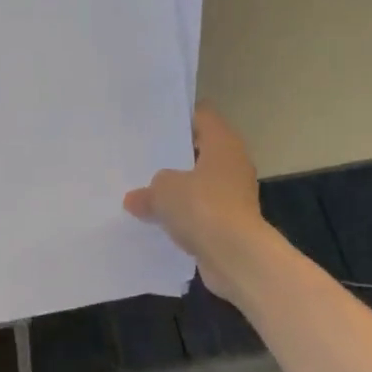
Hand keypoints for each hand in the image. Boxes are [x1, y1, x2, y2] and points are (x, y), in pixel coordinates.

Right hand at [124, 107, 270, 299]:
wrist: (235, 255)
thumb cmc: (202, 207)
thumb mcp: (163, 191)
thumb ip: (148, 190)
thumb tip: (136, 198)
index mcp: (223, 144)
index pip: (203, 116)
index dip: (180, 118)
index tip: (154, 125)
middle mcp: (234, 165)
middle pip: (201, 152)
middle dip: (175, 158)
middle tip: (143, 160)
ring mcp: (235, 196)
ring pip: (200, 185)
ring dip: (179, 191)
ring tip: (146, 192)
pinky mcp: (230, 224)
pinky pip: (201, 213)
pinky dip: (185, 216)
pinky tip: (160, 222)